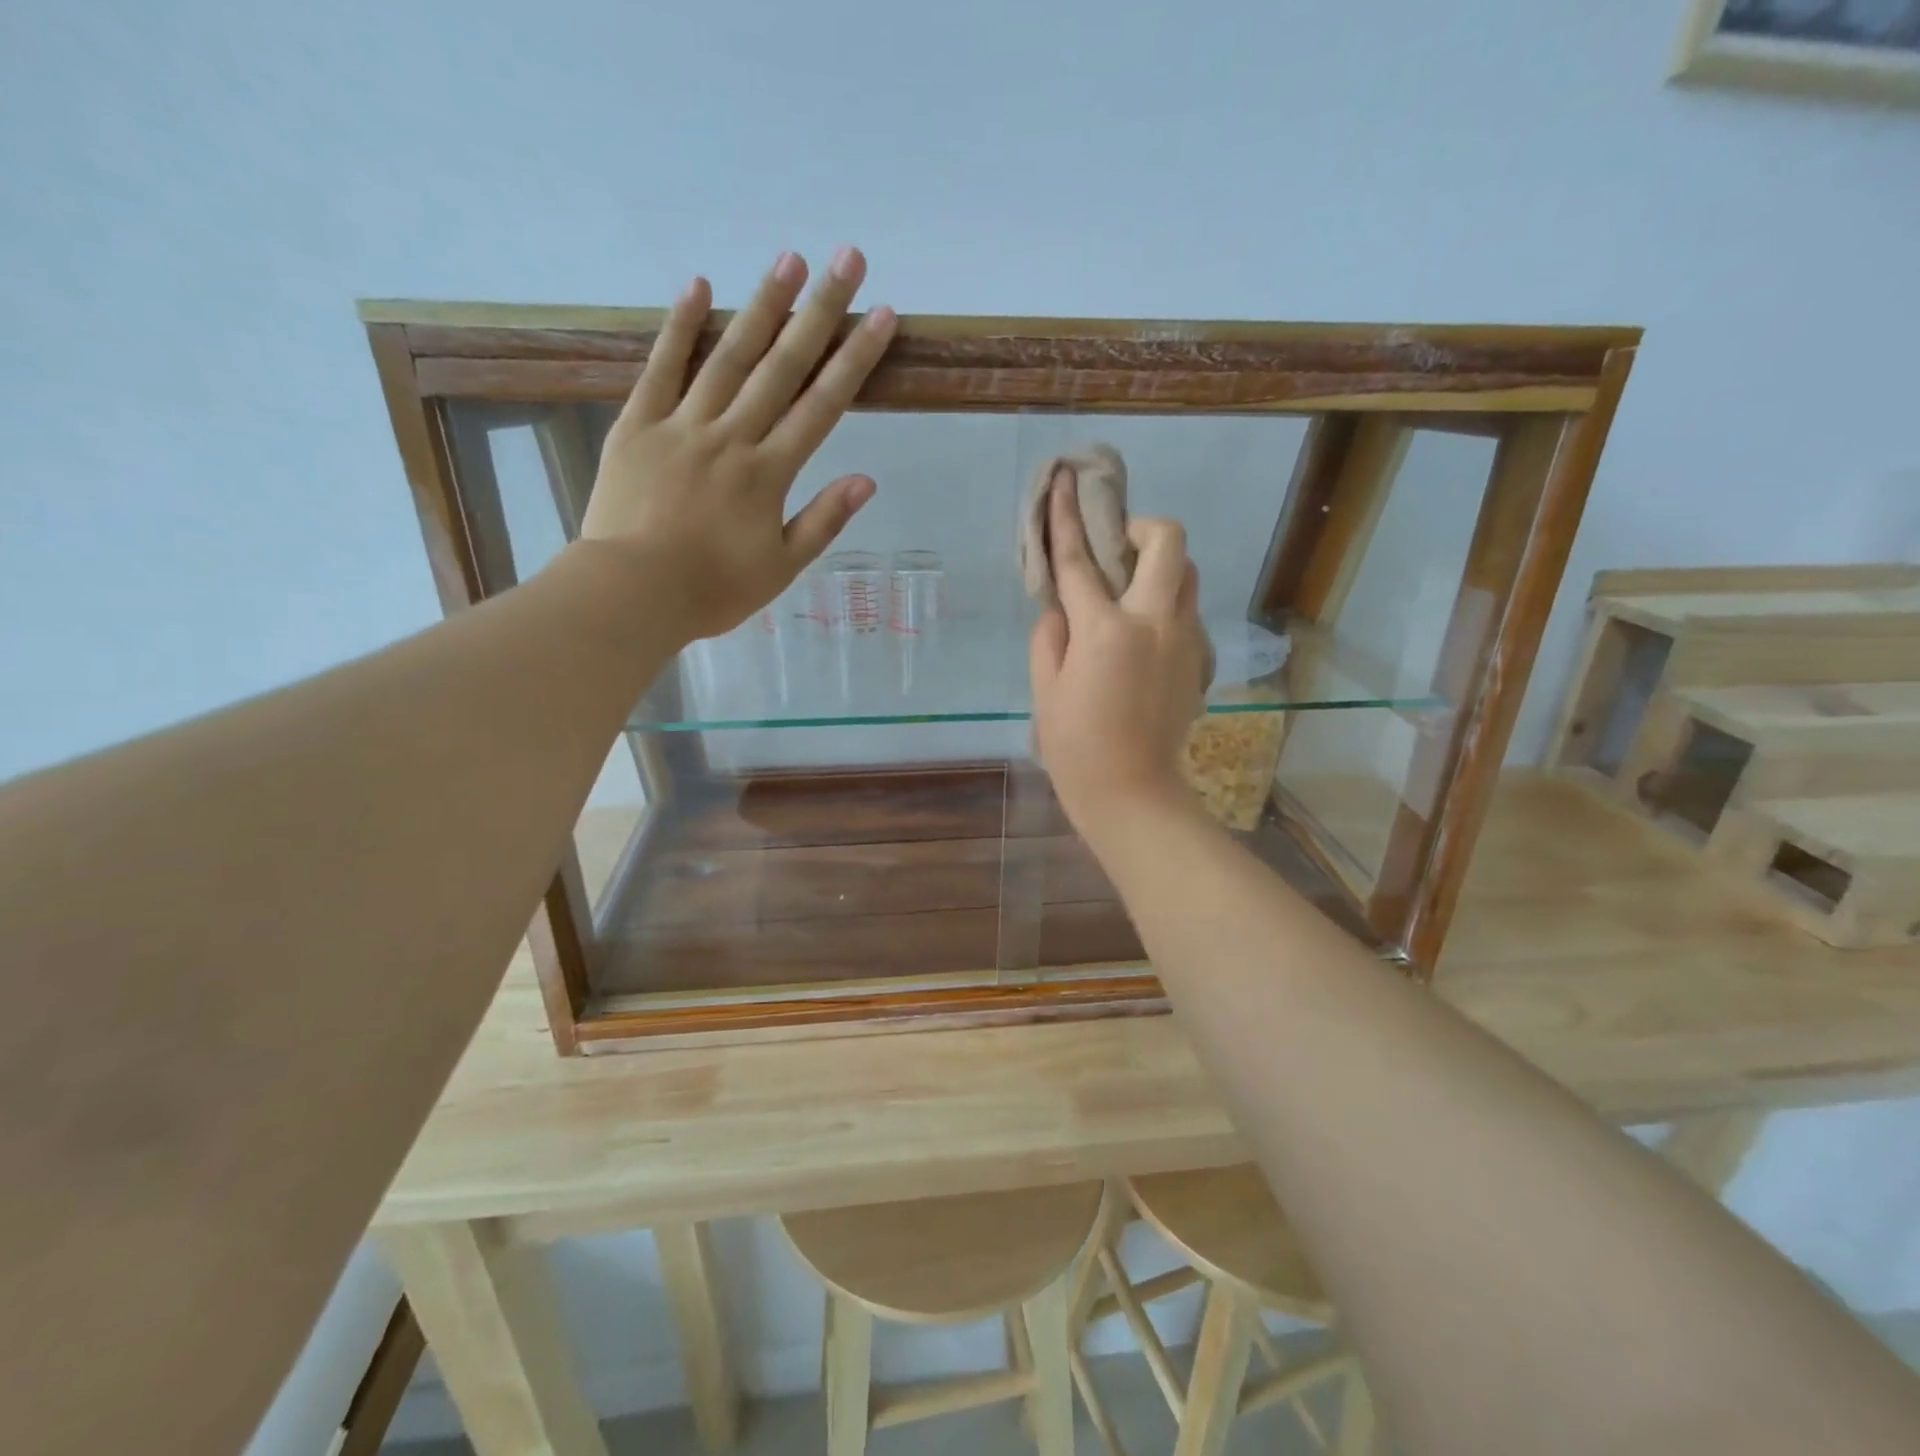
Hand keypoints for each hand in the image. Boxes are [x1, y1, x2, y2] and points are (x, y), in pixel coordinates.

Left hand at [579, 247, 895, 640]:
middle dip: (819, 312)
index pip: (822, 406)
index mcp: (768, 474)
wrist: (631, 593)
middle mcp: (731, 437)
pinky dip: (679, 327)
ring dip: (761, 306)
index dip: (855, 359)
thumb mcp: (780, 567)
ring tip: (789, 259)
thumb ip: (822, 521)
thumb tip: (865, 481)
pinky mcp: (637, 425)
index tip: (882, 316)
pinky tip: (699, 286)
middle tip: (846, 259)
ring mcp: (681, 426)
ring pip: (728, 357)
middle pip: (782, 367)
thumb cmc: (712, 590)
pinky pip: (660, 369)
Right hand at [1028, 472, 1207, 844]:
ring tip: (1131, 592)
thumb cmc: (1075, 746)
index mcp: (1106, 629)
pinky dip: (1167, 609)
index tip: (1063, 481)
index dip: (1067, 516)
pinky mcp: (1200, 661)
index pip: (1082, 559)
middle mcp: (1155, 622)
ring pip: (1189, 575)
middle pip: (1169, 542)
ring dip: (1161, 568)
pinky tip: (1143, 640)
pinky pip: (1188, 614)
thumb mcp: (1045, 689)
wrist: (1132, 793)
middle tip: (1118, 549)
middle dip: (1143, 529)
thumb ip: (1050, 635)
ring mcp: (1185, 640)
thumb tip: (1062, 608)